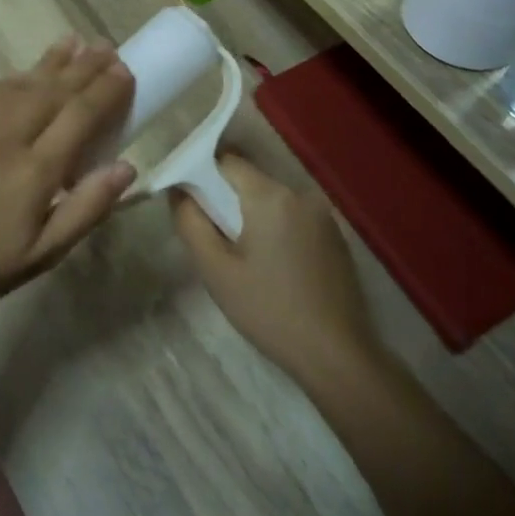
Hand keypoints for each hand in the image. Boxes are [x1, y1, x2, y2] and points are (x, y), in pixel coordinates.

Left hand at [0, 37, 134, 323]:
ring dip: (50, 62)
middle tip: (108, 47)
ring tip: (74, 42)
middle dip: (84, 67)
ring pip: (20, 85)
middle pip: (52, 92)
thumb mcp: (40, 256)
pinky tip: (24, 73)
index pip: (79, 116)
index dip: (105, 91)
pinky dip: (15, 78)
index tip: (125, 71)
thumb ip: (85, 209)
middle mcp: (4, 139)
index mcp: (32, 172)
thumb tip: (126, 167)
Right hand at [170, 155, 377, 386]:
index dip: (202, 174)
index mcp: (270, 196)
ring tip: (242, 256)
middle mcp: (300, 194)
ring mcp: (324, 216)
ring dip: (253, 217)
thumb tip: (178, 192)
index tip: (189, 202)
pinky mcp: (336, 237)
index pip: (227, 161)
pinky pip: (295, 219)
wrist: (336, 354)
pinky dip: (277, 230)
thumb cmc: (269, 310)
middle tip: (212, 236)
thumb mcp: (216, 270)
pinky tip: (274, 267)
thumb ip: (191, 223)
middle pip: (251, 181)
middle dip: (227, 200)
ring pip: (273, 201)